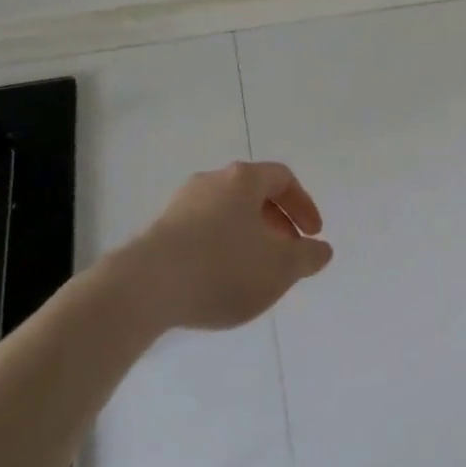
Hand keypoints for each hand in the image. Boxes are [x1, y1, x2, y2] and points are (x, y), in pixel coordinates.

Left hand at [130, 161, 333, 330]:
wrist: (144, 288)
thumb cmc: (222, 267)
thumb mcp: (280, 267)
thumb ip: (308, 257)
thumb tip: (321, 249)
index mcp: (243, 179)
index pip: (283, 178)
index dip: (303, 205)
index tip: (312, 235)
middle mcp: (212, 181)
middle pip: (253, 194)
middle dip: (276, 223)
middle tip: (286, 253)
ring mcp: (181, 204)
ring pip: (226, 213)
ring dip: (247, 237)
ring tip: (254, 271)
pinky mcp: (159, 231)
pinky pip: (201, 232)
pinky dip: (220, 248)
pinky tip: (219, 281)